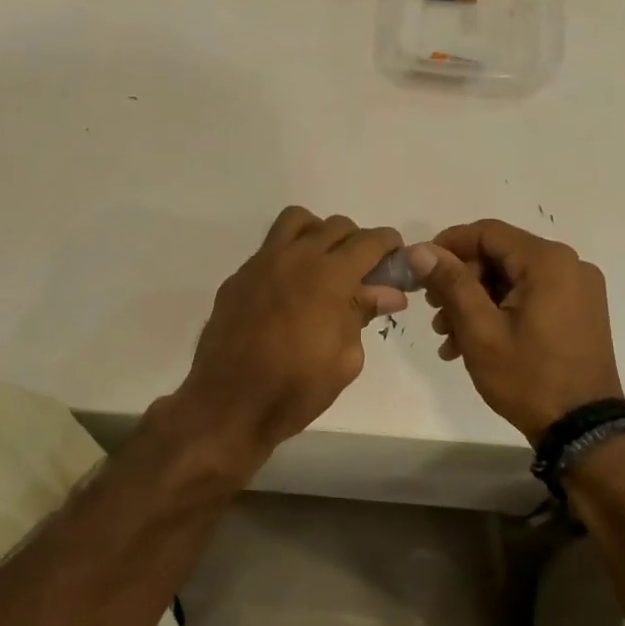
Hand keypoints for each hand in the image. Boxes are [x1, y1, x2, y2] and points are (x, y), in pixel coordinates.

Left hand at [168, 207, 407, 463]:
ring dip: (318, 234)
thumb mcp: (345, 358)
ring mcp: (261, 263)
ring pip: (297, 222)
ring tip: (324, 265)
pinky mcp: (238, 277)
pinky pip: (269, 249)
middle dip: (357, 242)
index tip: (396, 257)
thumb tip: (388, 293)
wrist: (229, 403)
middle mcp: (296, 258)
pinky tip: (290, 290)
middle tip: (363, 271)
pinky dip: (288, 256)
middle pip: (335, 226)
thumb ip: (364, 315)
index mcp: (330, 277)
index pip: (369, 241)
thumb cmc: (296, 388)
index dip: (389, 244)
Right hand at [409, 219, 623, 441]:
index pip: (487, 232)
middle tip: (434, 313)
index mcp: (548, 262)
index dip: (448, 245)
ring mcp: (578, 289)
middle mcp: (569, 265)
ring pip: (511, 278)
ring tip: (448, 337)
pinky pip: (530, 296)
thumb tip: (420, 250)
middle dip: (461, 281)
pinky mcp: (579, 311)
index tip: (420, 271)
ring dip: (475, 301)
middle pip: (499, 255)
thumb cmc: (528, 377)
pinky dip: (500, 311)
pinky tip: (473, 343)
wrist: (582, 429)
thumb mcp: (480, 330)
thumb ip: (451, 283)